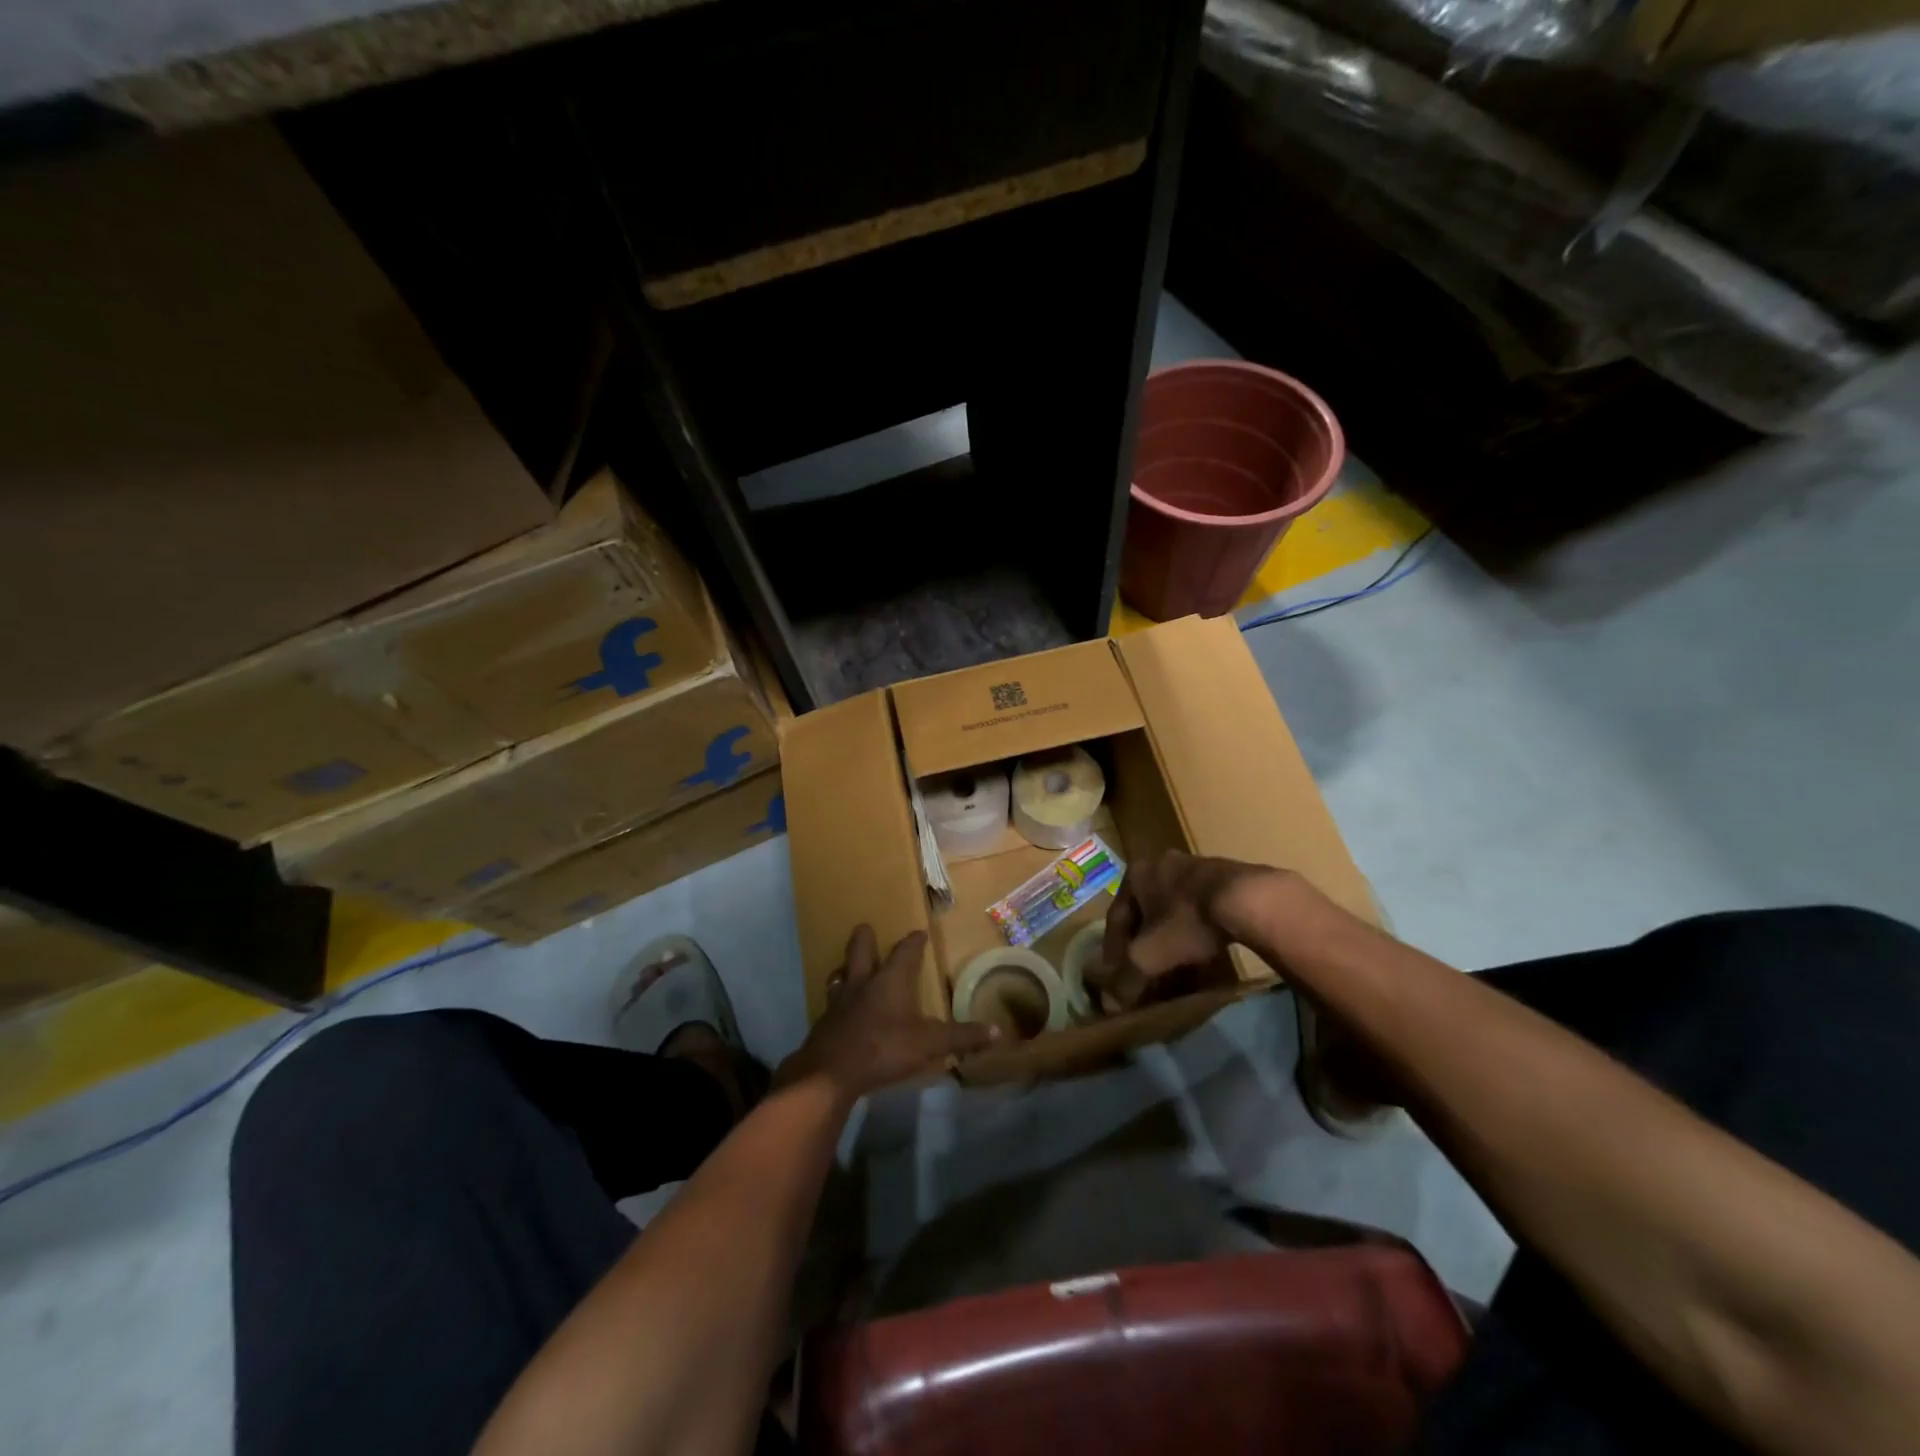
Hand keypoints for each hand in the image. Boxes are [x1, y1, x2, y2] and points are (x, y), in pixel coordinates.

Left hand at [778, 927, 995, 1102]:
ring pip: (840, 975)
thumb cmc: (884, 1048)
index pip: (905, 952)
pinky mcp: (824, 1023)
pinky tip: (838, 1010)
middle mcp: (862, 983)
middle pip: (860, 950)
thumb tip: (996, 1032)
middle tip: (866, 928)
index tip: (918, 932)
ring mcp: (839, 1002)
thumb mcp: (929, 1044)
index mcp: (890, 980)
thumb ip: (961, 1037)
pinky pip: (831, 1003)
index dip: (913, 942)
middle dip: (865, 938)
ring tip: (846, 967)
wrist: (831, 1072)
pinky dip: (836, 1001)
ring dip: (845, 969)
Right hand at [1100, 851, 1281, 1007]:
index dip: (1113, 950)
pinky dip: (1193, 934)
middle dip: (1143, 945)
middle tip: (1144, 972)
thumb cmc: (1187, 920)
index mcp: (1135, 873)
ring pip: (1172, 912)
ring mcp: (1193, 867)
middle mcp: (1160, 864)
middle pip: (1144, 914)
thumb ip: (1127, 979)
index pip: (1116, 916)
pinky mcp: (1223, 878)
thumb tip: (1110, 1005)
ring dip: (1169, 940)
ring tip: (1174, 968)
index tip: (1116, 974)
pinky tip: (1201, 956)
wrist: (1248, 899)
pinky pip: (1197, 911)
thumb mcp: (1150, 955)